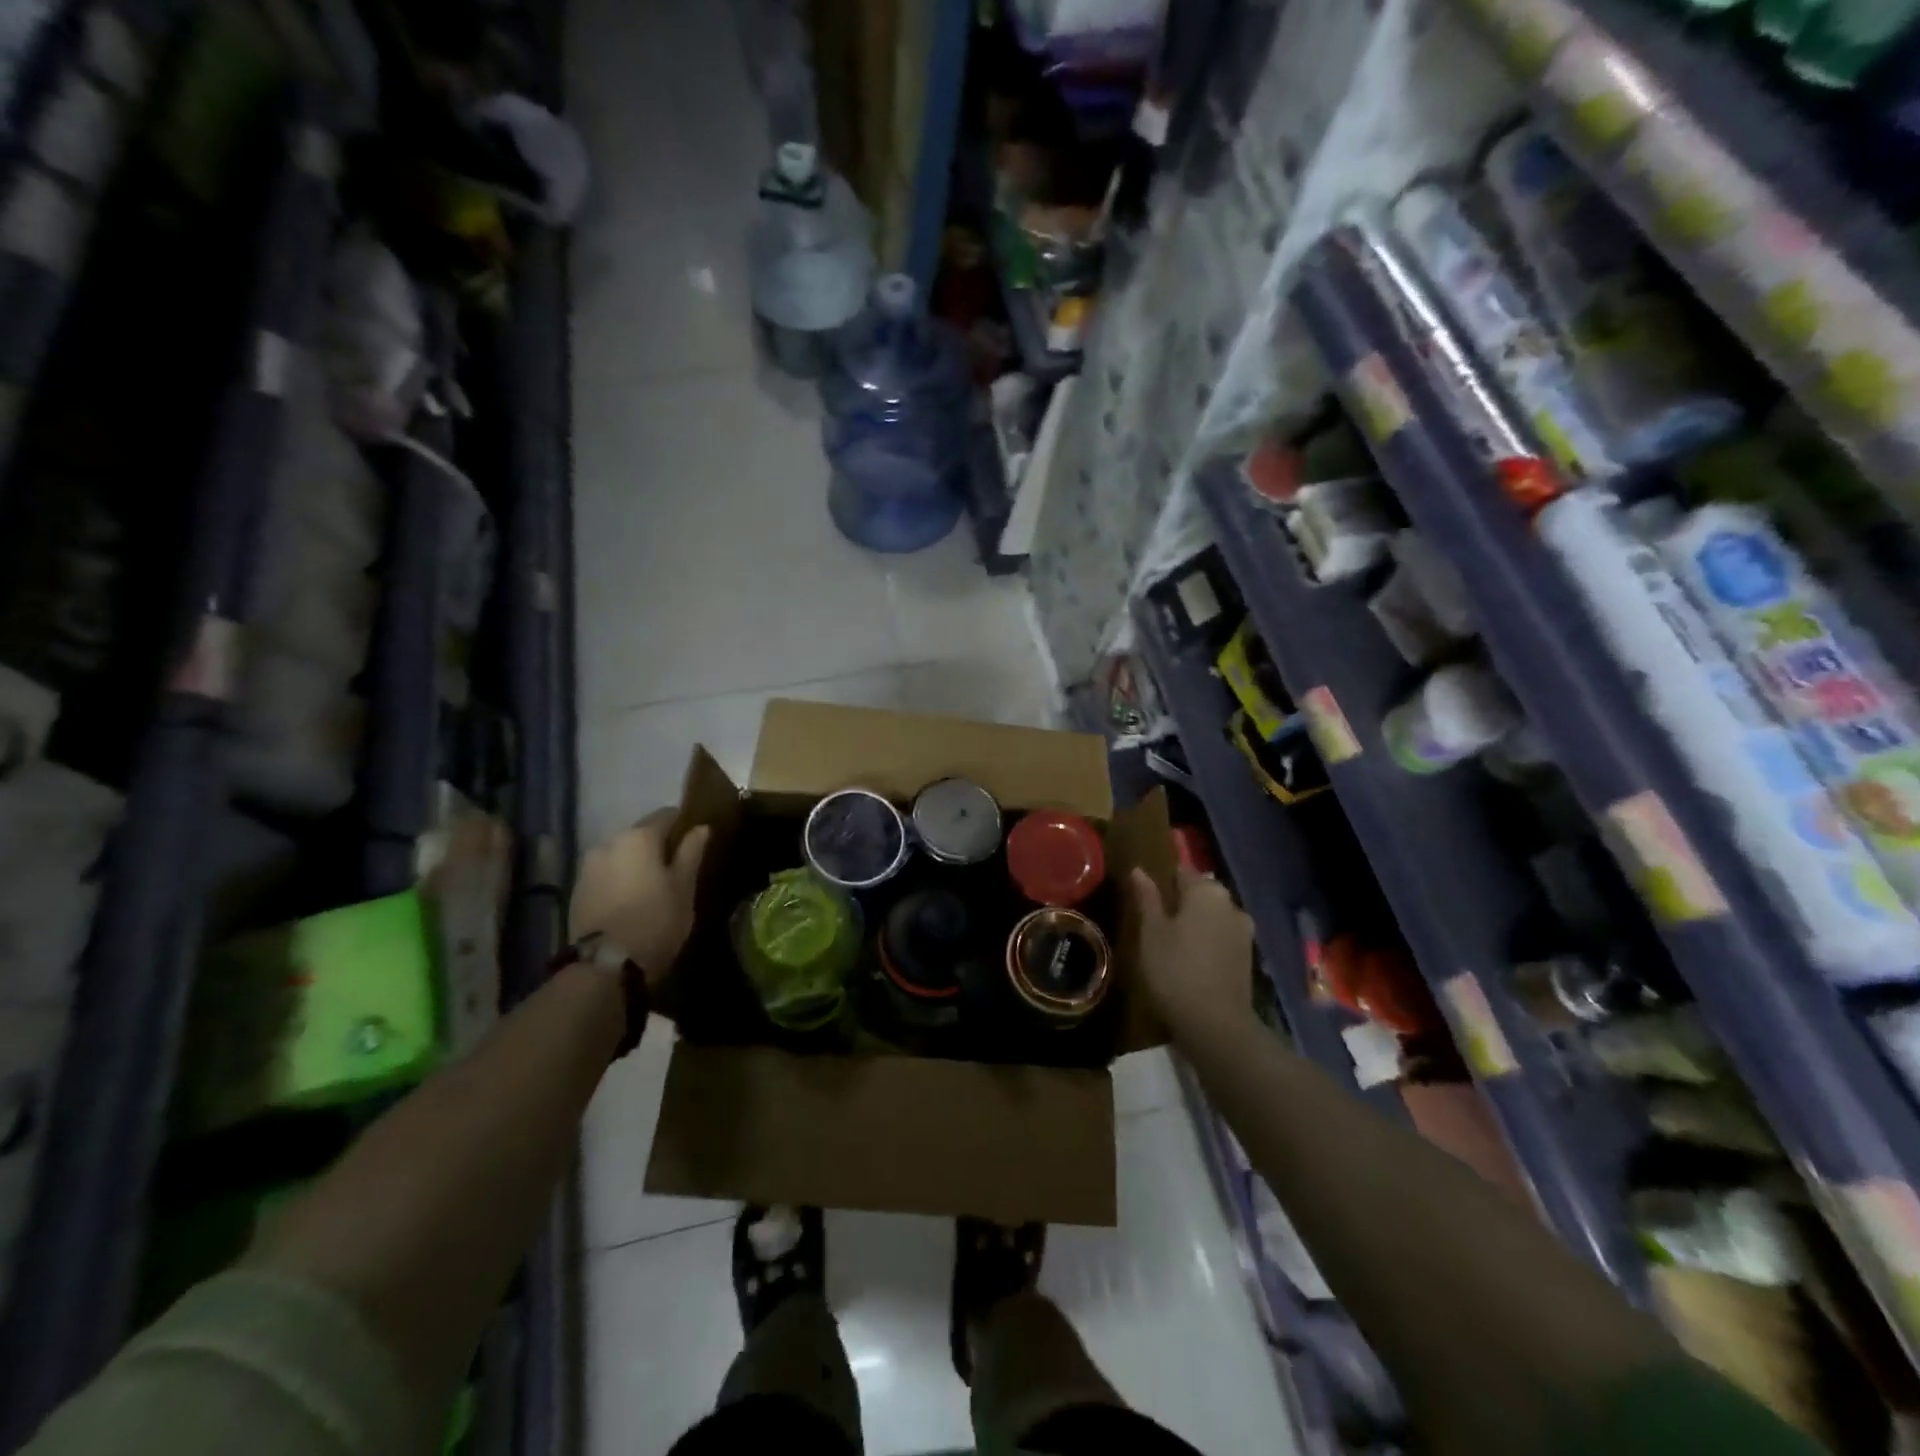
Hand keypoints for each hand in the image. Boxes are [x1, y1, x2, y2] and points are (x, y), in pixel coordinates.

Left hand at [570, 811, 710, 990]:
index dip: (682, 825)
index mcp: (638, 837)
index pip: (665, 815)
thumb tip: (700, 828)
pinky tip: (630, 901)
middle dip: (657, 847)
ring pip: (621, 855)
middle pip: (640, 835)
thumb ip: (691, 852)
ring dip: (635, 864)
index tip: (694, 842)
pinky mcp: (577, 890)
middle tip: (675, 869)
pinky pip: (606, 874)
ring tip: (651, 888)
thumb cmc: (656, 920)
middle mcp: (608, 842)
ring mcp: (588, 867)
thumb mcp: (684, 887)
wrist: (606, 965)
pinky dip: (619, 880)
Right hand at [1128, 864, 1255, 1034]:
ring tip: (1171, 942)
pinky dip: (1207, 941)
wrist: (1216, 1024)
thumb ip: (1147, 898)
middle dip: (1181, 901)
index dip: (1162, 882)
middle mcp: (1231, 904)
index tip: (1146, 897)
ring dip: (1195, 922)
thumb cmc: (1175, 969)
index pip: (1182, 872)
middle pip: (1201, 893)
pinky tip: (1190, 958)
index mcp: (1207, 891)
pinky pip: (1222, 936)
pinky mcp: (1248, 956)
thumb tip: (1139, 870)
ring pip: (1213, 916)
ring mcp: (1244, 931)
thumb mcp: (1151, 932)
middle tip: (1155, 921)